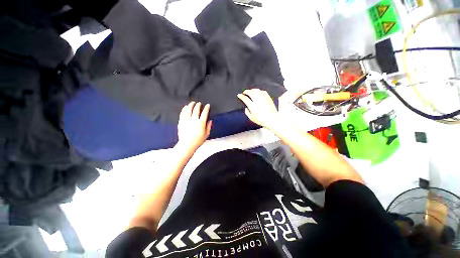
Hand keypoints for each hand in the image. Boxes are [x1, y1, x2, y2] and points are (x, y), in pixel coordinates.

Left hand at [176, 102, 211, 154]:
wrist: (187, 145)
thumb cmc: (197, 141)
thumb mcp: (206, 134)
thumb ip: (209, 127)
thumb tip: (210, 121)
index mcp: (201, 123)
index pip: (205, 113)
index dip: (206, 108)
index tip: (207, 105)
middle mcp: (194, 120)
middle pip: (196, 109)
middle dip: (198, 105)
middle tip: (199, 103)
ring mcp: (187, 120)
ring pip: (189, 109)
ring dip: (191, 105)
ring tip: (192, 103)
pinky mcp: (181, 122)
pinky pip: (182, 113)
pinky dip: (184, 109)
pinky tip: (185, 107)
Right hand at [237, 89, 279, 129]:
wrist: (272, 119)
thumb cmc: (261, 120)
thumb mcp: (251, 118)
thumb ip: (247, 112)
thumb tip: (246, 108)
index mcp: (252, 106)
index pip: (245, 99)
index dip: (241, 96)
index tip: (239, 95)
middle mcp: (257, 101)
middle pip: (251, 93)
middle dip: (246, 91)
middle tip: (244, 92)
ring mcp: (263, 99)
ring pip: (257, 91)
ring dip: (252, 90)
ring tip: (250, 91)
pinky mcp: (268, 98)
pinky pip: (263, 92)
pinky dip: (260, 91)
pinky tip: (258, 92)